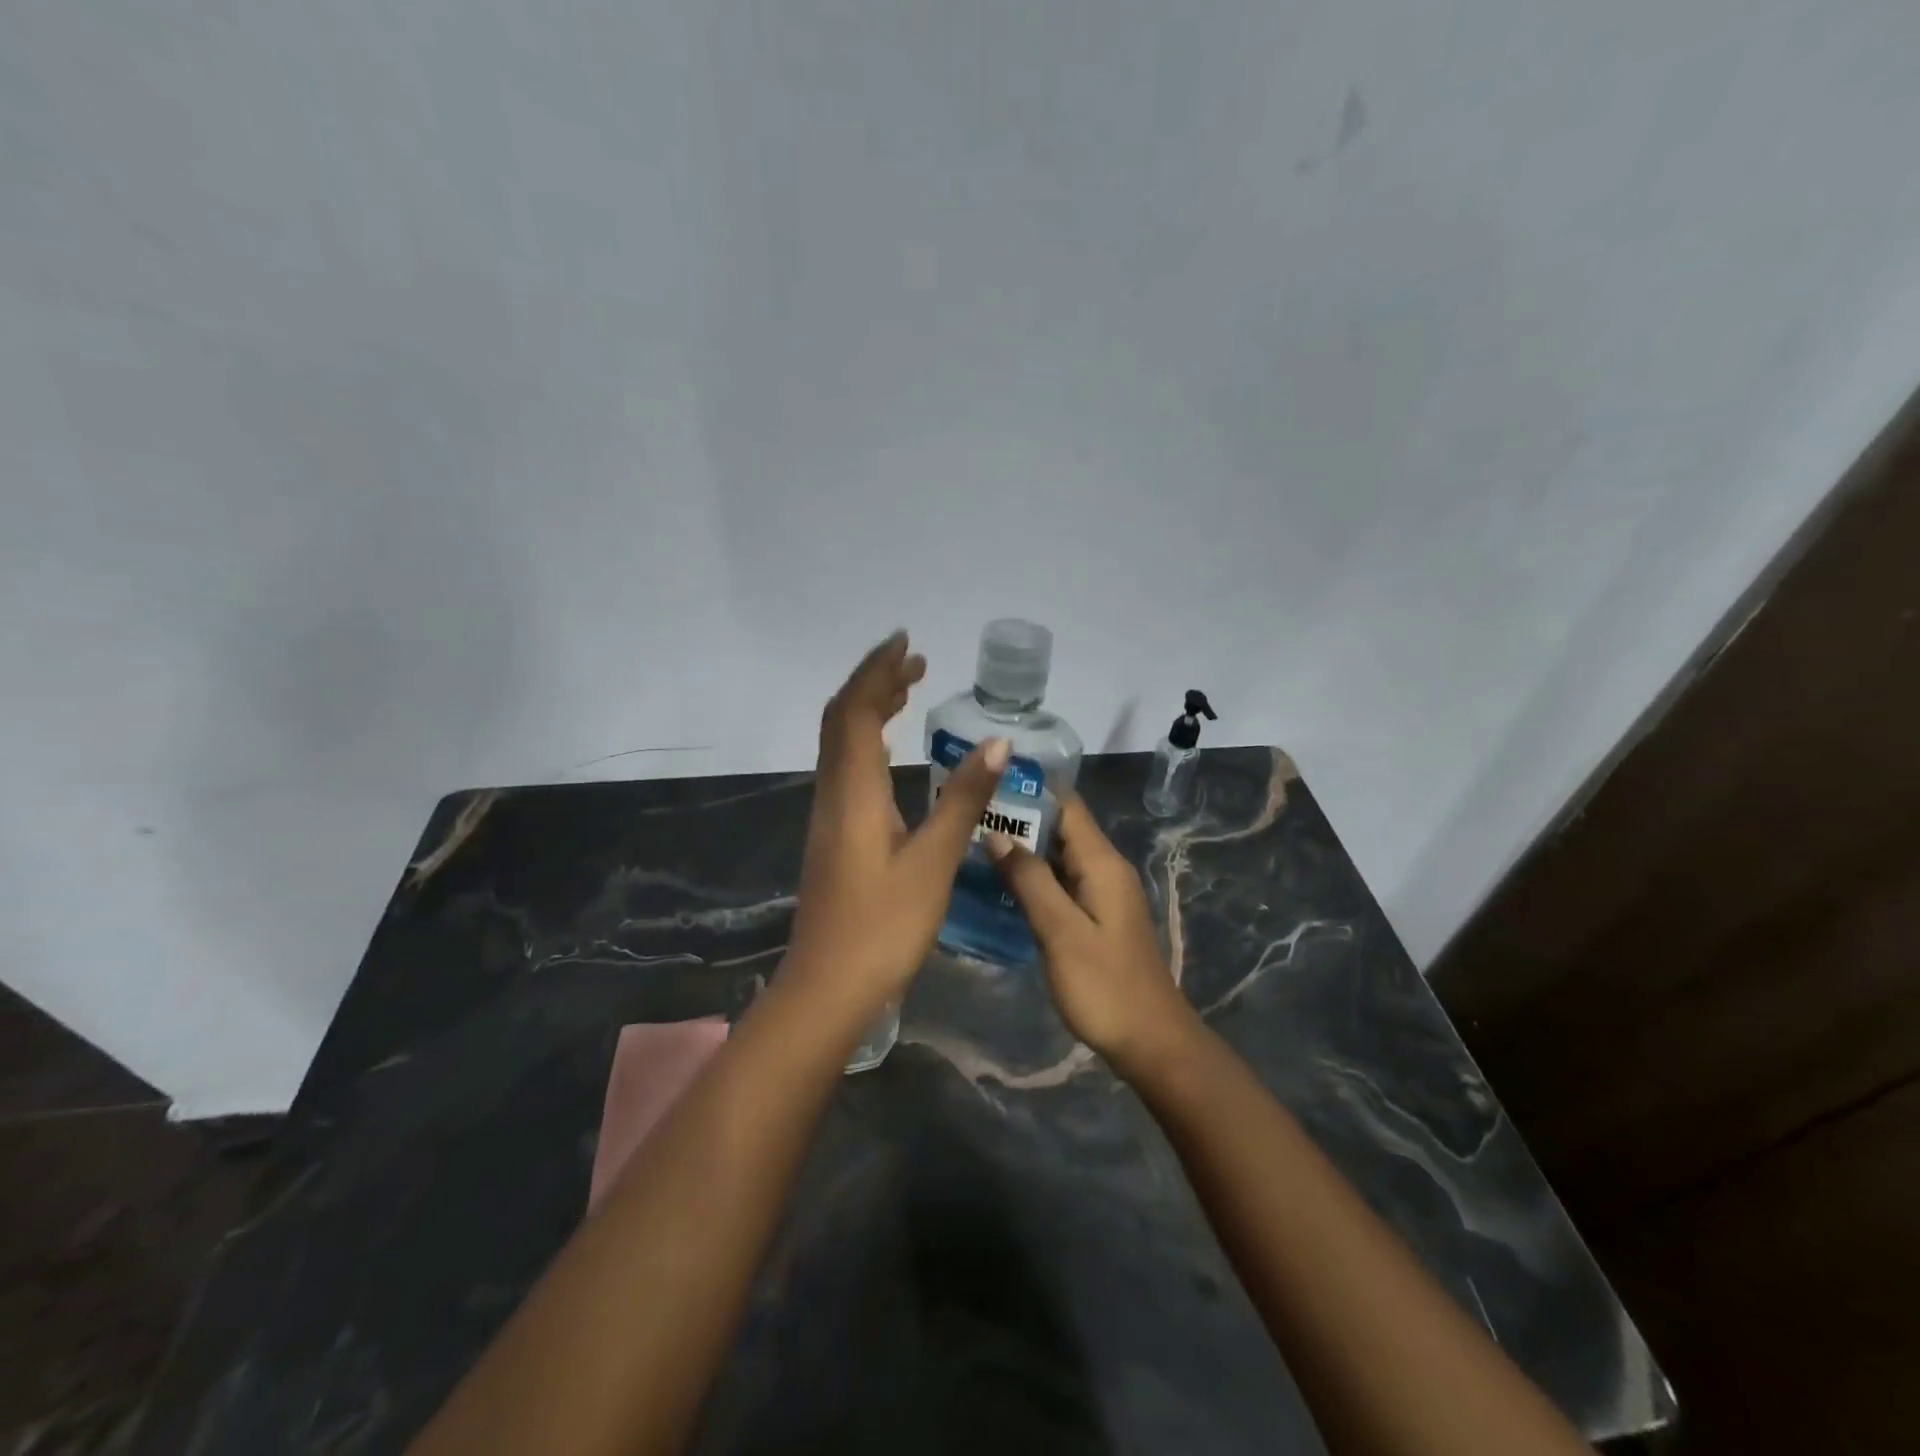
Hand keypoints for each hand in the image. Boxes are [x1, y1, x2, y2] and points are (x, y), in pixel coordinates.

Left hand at [784, 631, 1009, 1017]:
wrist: (828, 987)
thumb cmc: (884, 927)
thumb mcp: (934, 862)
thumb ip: (963, 801)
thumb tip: (995, 746)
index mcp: (854, 791)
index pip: (857, 711)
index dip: (878, 671)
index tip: (908, 643)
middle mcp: (834, 793)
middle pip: (842, 719)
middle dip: (874, 682)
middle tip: (916, 663)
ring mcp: (829, 815)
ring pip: (842, 744)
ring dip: (870, 709)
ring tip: (908, 692)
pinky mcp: (834, 835)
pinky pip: (847, 768)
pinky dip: (869, 741)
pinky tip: (893, 753)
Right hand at [987, 797, 1201, 1077]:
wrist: (1151, 1041)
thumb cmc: (1105, 986)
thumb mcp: (1061, 931)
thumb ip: (1029, 880)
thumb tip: (997, 833)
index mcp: (1102, 862)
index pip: (1066, 804)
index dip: (1029, 787)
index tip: (986, 780)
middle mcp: (1104, 868)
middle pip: (1060, 827)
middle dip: (1018, 817)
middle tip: (967, 814)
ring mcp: (1101, 893)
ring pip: (1057, 856)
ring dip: (1022, 847)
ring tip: (973, 840)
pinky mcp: (1095, 916)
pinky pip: (1060, 881)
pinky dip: (1032, 876)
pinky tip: (998, 883)